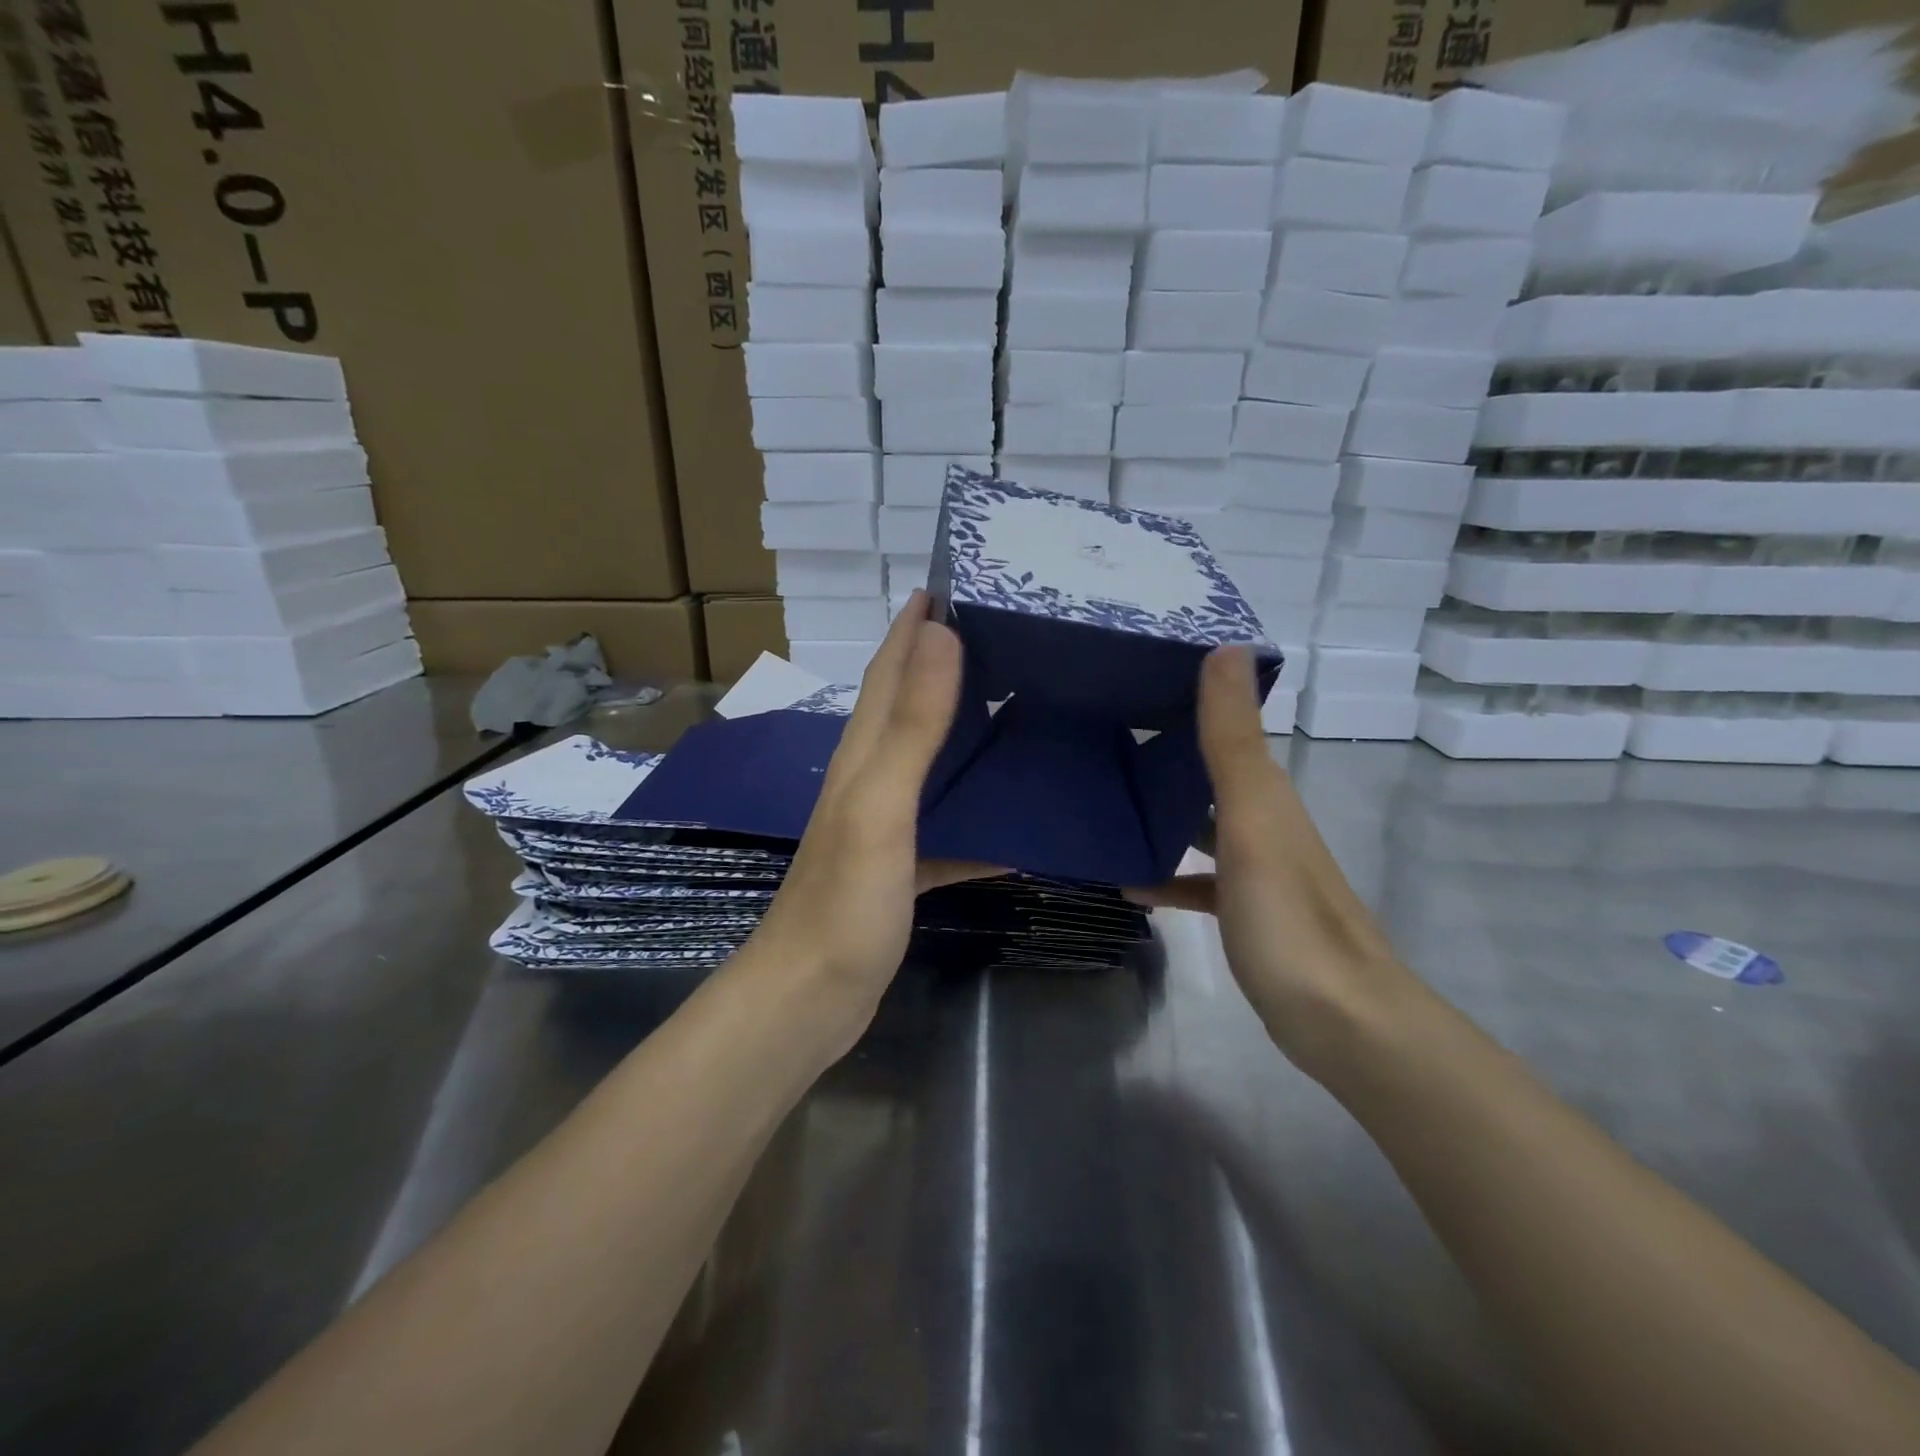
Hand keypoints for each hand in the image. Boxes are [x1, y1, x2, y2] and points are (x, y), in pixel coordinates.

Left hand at [743, 592, 997, 1045]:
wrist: (811, 996)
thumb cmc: (845, 902)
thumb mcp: (881, 806)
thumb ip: (911, 727)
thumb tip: (941, 635)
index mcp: (863, 755)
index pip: (889, 671)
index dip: (913, 626)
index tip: (953, 584)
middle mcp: (871, 780)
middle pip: (908, 707)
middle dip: (944, 665)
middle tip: (1004, 640)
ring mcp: (886, 826)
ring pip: (930, 763)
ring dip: (965, 734)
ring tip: (1019, 712)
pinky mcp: (902, 867)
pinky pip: (948, 827)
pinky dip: (979, 817)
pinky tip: (1018, 824)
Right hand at [1127, 646, 1411, 1076]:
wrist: (1340, 1021)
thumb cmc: (1287, 916)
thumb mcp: (1254, 819)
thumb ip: (1233, 741)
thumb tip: (1226, 647)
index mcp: (1266, 793)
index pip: (1224, 728)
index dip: (1185, 699)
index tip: (1129, 680)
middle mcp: (1265, 822)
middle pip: (1209, 774)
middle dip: (1162, 755)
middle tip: (1099, 739)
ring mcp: (1257, 871)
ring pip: (1201, 825)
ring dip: (1161, 814)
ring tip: (1104, 805)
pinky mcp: (1247, 913)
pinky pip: (1199, 880)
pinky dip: (1169, 875)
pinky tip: (1132, 883)